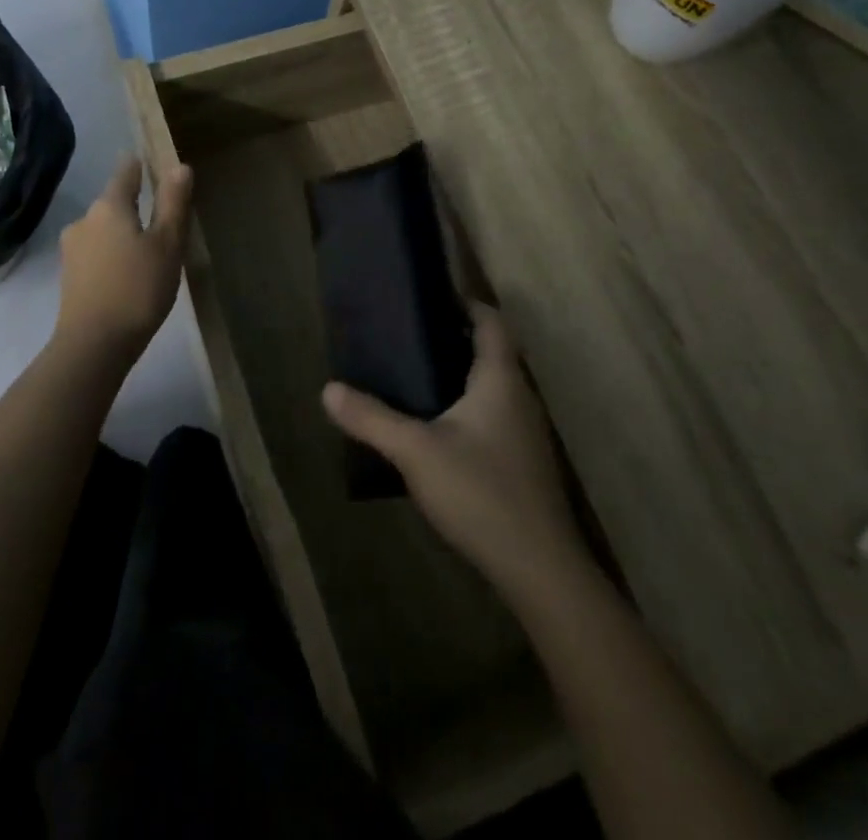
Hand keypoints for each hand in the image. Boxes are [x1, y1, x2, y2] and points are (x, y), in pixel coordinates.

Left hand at [53, 157, 193, 361]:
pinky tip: (127, 272)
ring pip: (104, 229)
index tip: (152, 163)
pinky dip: (112, 253)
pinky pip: (96, 251)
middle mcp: (84, 219)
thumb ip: (172, 204)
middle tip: (162, 219)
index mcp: (109, 206)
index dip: (140, 165)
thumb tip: (179, 166)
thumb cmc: (137, 289)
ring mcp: (72, 248)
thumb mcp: (167, 245)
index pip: (126, 172)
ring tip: (148, 250)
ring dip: (123, 232)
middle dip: (135, 205)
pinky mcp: (69, 275)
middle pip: (113, 201)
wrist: (93, 345)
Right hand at [322, 305, 585, 593]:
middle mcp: (520, 397)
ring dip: (460, 376)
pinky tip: (438, 431)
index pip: (492, 322)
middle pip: (492, 352)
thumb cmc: (480, 492)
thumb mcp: (415, 451)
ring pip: (493, 387)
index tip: (430, 300)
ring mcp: (526, 433)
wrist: (539, 568)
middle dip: (454, 340)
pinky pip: (494, 417)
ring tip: (414, 378)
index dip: (466, 304)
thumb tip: (328, 389)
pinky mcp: (523, 464)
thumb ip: (371, 418)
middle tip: (408, 338)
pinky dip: (468, 408)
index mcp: (500, 379)